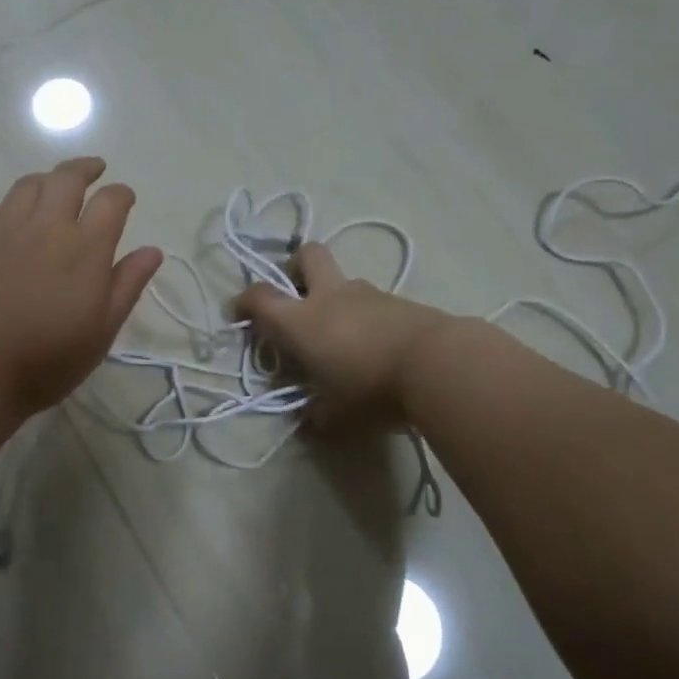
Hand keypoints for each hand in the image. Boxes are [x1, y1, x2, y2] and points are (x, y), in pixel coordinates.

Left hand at [0, 158, 162, 417]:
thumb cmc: (47, 360)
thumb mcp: (101, 331)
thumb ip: (127, 285)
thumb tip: (152, 250)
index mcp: (85, 248)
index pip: (111, 201)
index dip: (122, 194)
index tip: (126, 199)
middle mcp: (46, 226)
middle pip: (67, 178)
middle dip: (86, 169)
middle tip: (95, 170)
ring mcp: (4, 229)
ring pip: (29, 185)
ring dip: (48, 179)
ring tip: (55, 187)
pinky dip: (13, 207)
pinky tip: (14, 222)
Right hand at [232, 243, 457, 429]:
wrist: (439, 365)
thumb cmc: (372, 389)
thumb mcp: (338, 415)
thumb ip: (318, 416)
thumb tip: (310, 422)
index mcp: (302, 321)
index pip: (260, 297)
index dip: (244, 302)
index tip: (240, 314)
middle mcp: (331, 297)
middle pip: (307, 256)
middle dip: (296, 269)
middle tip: (297, 297)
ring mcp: (369, 294)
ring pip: (345, 281)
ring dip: (337, 300)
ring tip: (345, 339)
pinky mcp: (402, 301)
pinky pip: (374, 302)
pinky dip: (367, 317)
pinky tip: (378, 347)